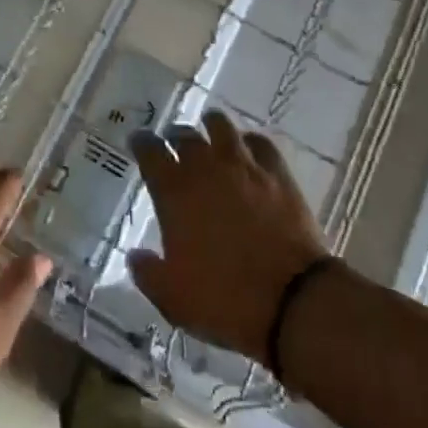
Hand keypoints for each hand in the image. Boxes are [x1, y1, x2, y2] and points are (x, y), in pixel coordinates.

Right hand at [128, 111, 330, 365]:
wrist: (291, 301)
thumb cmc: (225, 301)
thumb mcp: (174, 300)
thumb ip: (148, 274)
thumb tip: (135, 256)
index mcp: (175, 193)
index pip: (150, 152)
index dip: (141, 143)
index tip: (138, 140)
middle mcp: (206, 168)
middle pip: (185, 136)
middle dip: (175, 136)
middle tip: (173, 142)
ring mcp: (244, 166)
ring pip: (221, 127)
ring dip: (210, 125)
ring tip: (208, 128)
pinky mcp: (277, 173)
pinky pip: (260, 143)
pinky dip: (250, 141)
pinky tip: (249, 148)